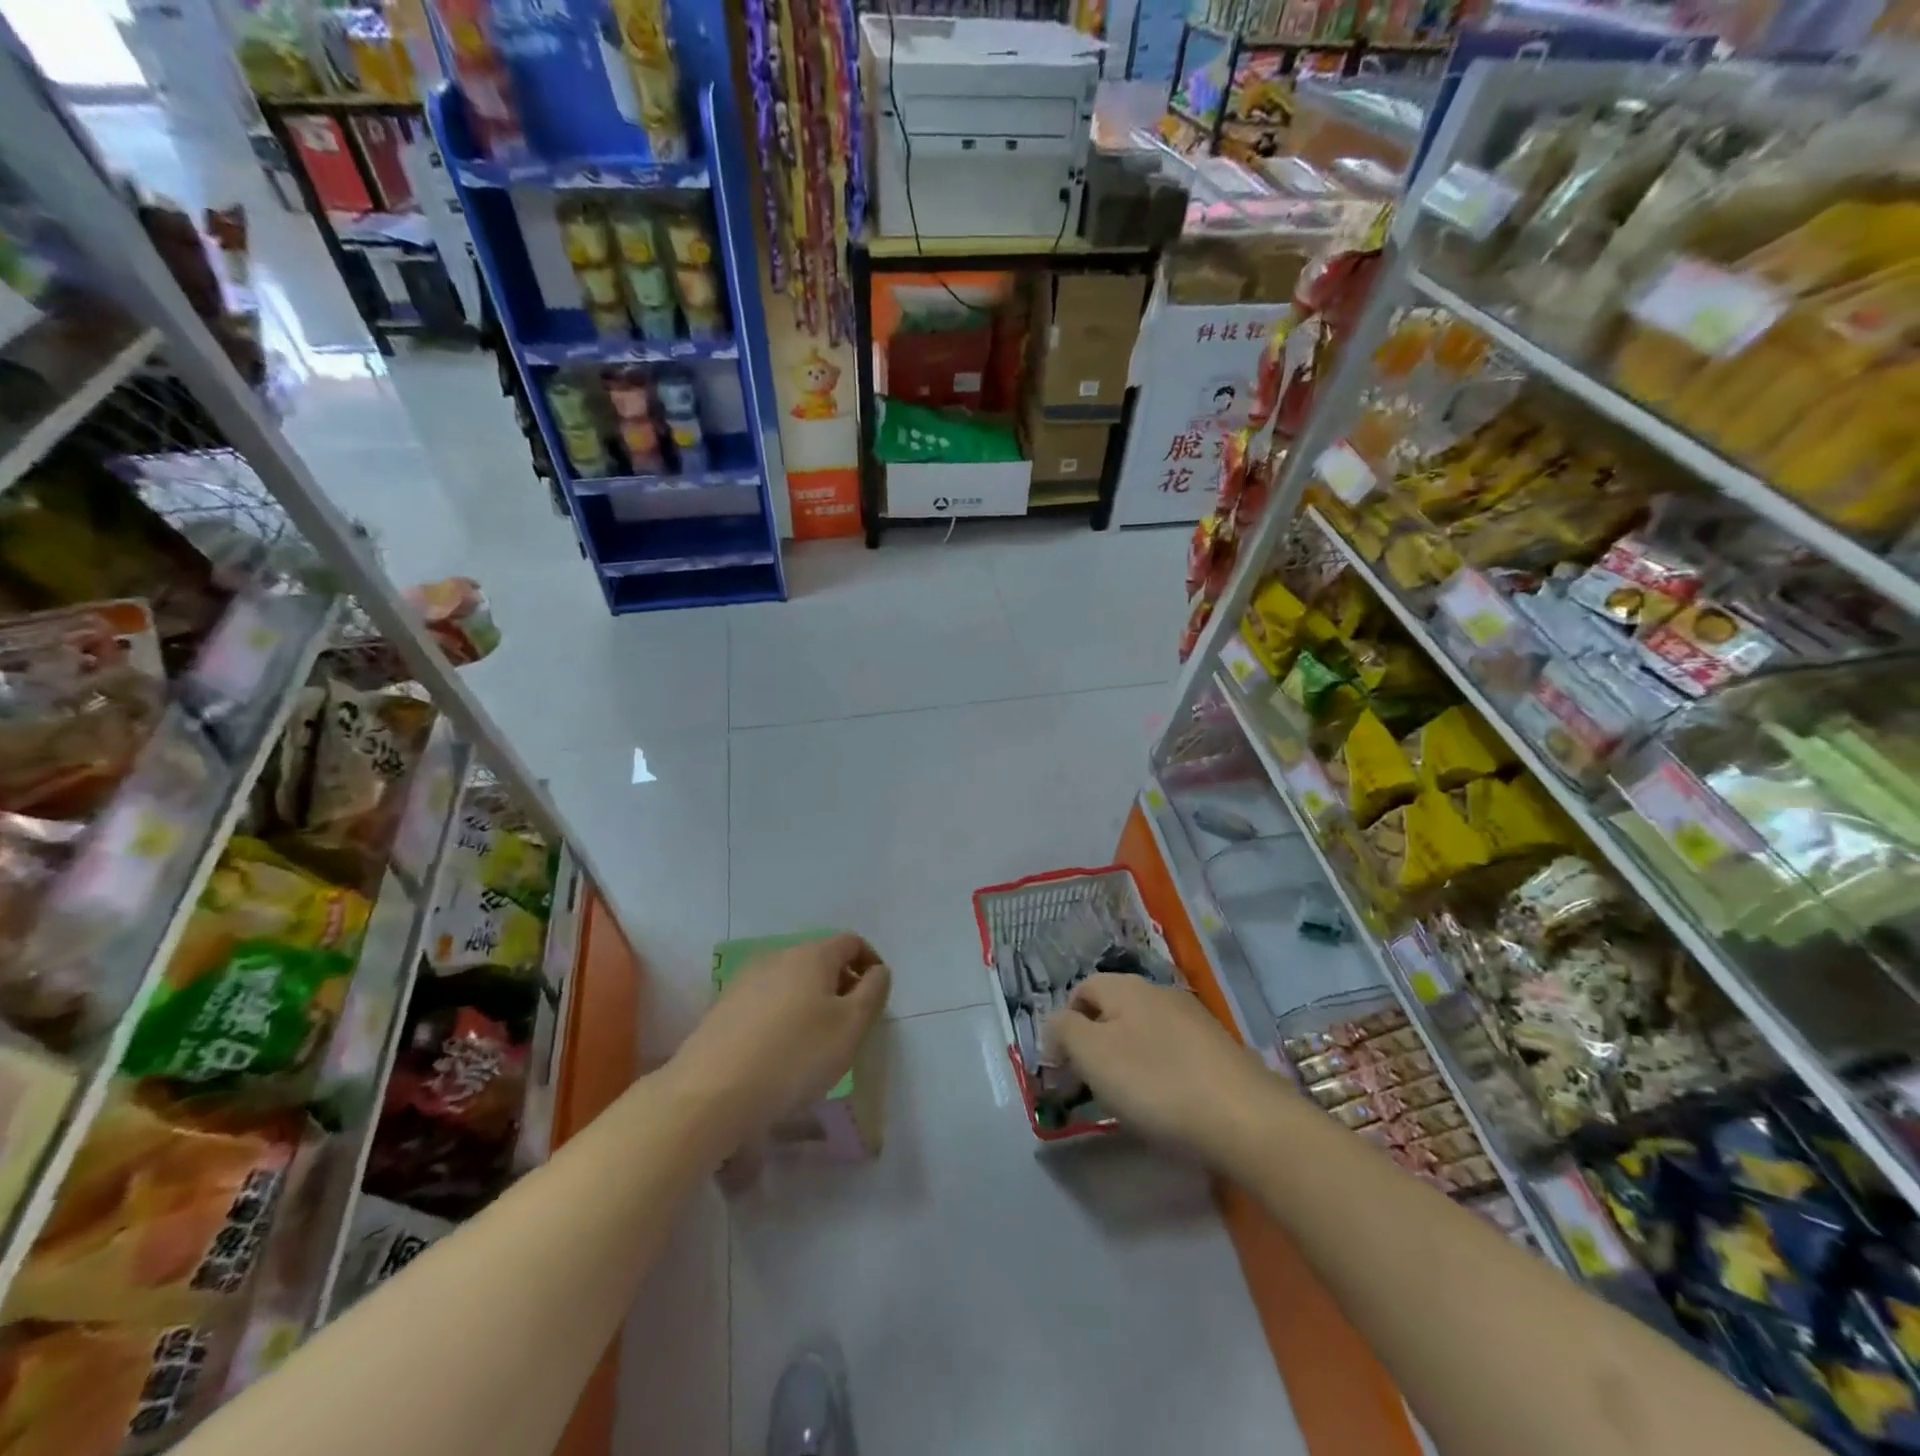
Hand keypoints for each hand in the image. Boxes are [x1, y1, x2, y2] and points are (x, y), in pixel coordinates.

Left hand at [669, 934, 890, 1142]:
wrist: (711, 1092)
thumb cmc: (795, 1055)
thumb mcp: (851, 1027)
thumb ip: (873, 992)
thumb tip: (878, 971)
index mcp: (812, 954)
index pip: (851, 942)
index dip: (871, 963)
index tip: (876, 998)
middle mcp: (778, 956)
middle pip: (821, 959)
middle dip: (841, 984)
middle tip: (850, 1024)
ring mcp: (746, 979)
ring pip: (792, 981)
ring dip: (811, 1001)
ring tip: (815, 1042)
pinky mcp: (723, 1007)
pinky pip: (766, 1002)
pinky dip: (783, 1017)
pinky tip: (780, 1052)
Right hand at [1045, 974, 1276, 1165]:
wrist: (1246, 1120)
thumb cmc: (1157, 1083)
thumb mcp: (1092, 1054)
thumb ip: (1063, 1031)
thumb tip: (1056, 1027)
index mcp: (1126, 987)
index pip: (1081, 991)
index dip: (1064, 1026)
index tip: (1062, 1069)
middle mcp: (1159, 992)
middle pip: (1112, 1011)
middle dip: (1095, 1045)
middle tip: (1091, 1087)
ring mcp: (1193, 1019)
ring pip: (1143, 1032)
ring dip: (1127, 1059)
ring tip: (1128, 1101)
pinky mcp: (1218, 1050)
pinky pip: (1173, 1053)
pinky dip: (1160, 1073)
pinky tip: (1167, 1103)